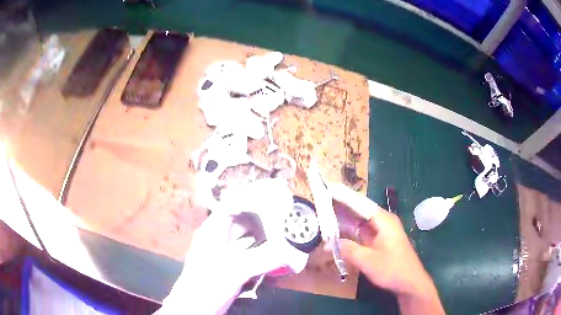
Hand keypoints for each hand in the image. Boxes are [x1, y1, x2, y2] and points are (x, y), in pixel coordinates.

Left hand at [160, 179, 307, 314]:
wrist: (194, 307)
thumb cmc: (209, 283)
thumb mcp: (237, 269)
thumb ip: (265, 259)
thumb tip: (294, 253)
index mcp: (213, 229)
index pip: (232, 205)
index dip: (252, 199)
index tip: (273, 196)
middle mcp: (217, 236)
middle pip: (241, 220)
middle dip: (261, 217)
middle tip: (284, 216)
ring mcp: (222, 251)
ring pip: (244, 236)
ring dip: (261, 234)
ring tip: (283, 231)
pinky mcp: (227, 264)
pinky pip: (246, 251)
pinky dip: (258, 249)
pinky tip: (273, 252)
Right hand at [329, 184, 443, 314]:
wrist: (410, 282)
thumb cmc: (392, 269)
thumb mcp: (368, 261)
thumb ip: (348, 250)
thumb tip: (326, 244)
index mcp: (384, 220)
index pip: (360, 203)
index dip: (344, 196)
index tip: (328, 187)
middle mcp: (384, 221)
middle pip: (360, 209)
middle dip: (342, 204)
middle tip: (322, 198)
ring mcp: (383, 230)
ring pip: (361, 219)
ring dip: (346, 217)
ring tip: (327, 211)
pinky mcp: (381, 239)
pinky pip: (363, 229)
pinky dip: (351, 229)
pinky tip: (339, 230)